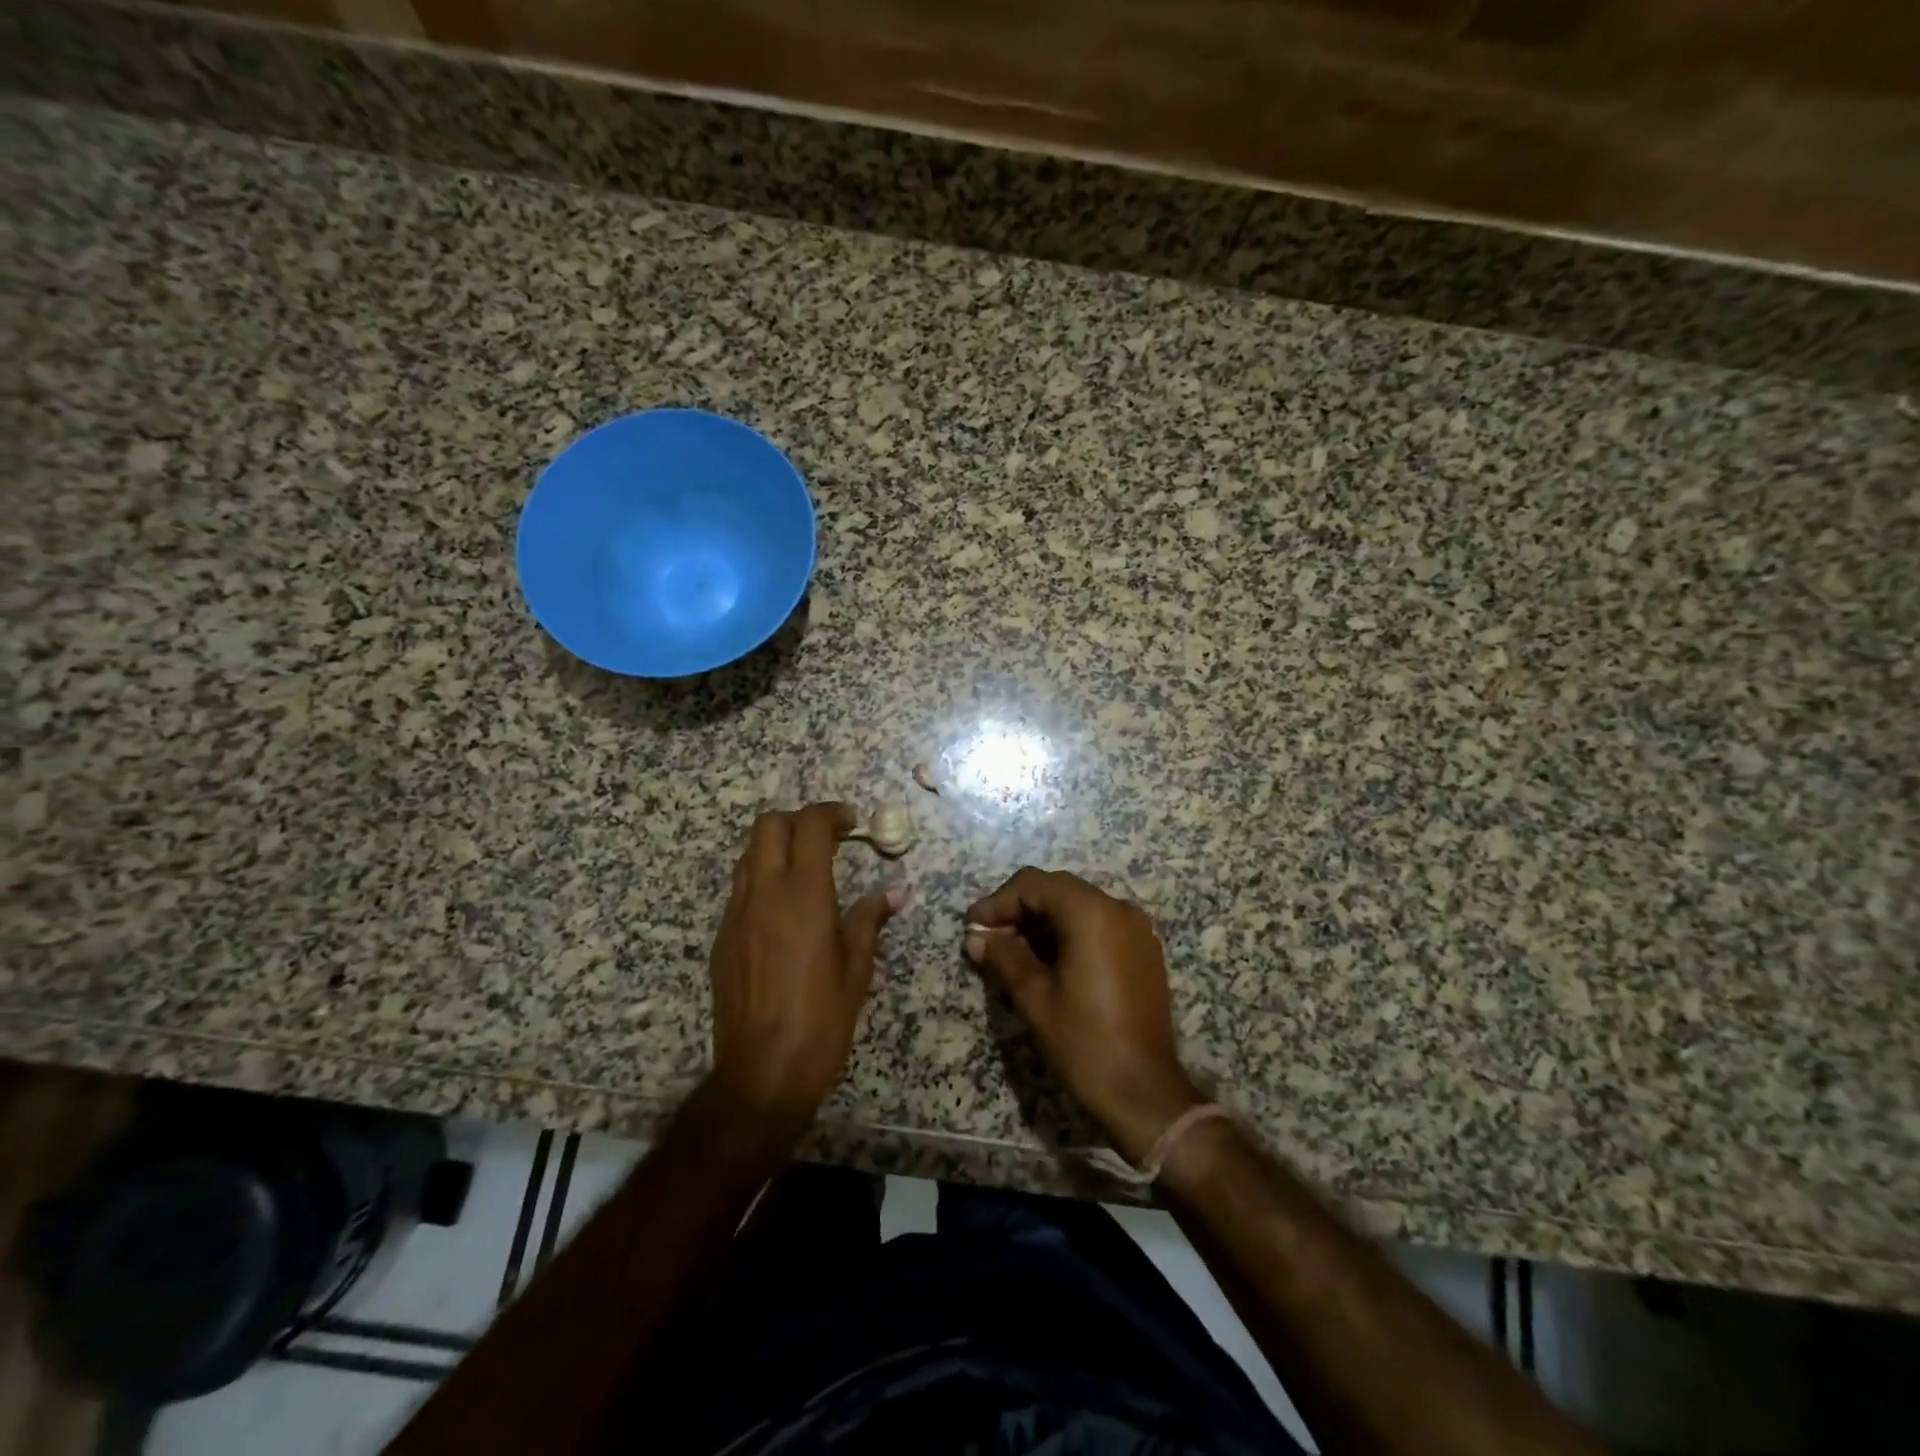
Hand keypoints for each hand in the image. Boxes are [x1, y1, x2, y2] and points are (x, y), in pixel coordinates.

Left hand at [708, 803, 903, 1133]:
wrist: (762, 1071)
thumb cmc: (822, 1018)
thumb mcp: (857, 967)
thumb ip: (871, 918)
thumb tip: (897, 892)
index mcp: (803, 893)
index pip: (809, 825)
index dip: (831, 813)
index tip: (852, 823)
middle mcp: (764, 892)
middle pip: (768, 825)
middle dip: (798, 821)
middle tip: (828, 840)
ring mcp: (736, 914)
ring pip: (748, 854)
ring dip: (776, 847)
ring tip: (806, 869)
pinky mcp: (722, 937)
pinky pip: (740, 888)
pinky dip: (762, 878)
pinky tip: (784, 909)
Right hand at [965, 868, 1201, 1163]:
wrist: (1144, 1093)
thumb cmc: (1085, 1042)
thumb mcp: (1035, 998)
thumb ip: (1004, 957)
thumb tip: (975, 937)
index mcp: (1091, 913)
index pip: (1034, 885)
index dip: (998, 902)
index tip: (973, 928)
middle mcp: (1118, 909)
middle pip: (1058, 890)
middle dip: (1020, 909)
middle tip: (989, 939)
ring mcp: (1136, 929)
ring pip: (1079, 906)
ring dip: (1043, 922)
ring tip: (1012, 953)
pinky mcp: (1144, 951)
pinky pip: (1100, 925)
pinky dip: (1070, 933)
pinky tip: (1048, 962)